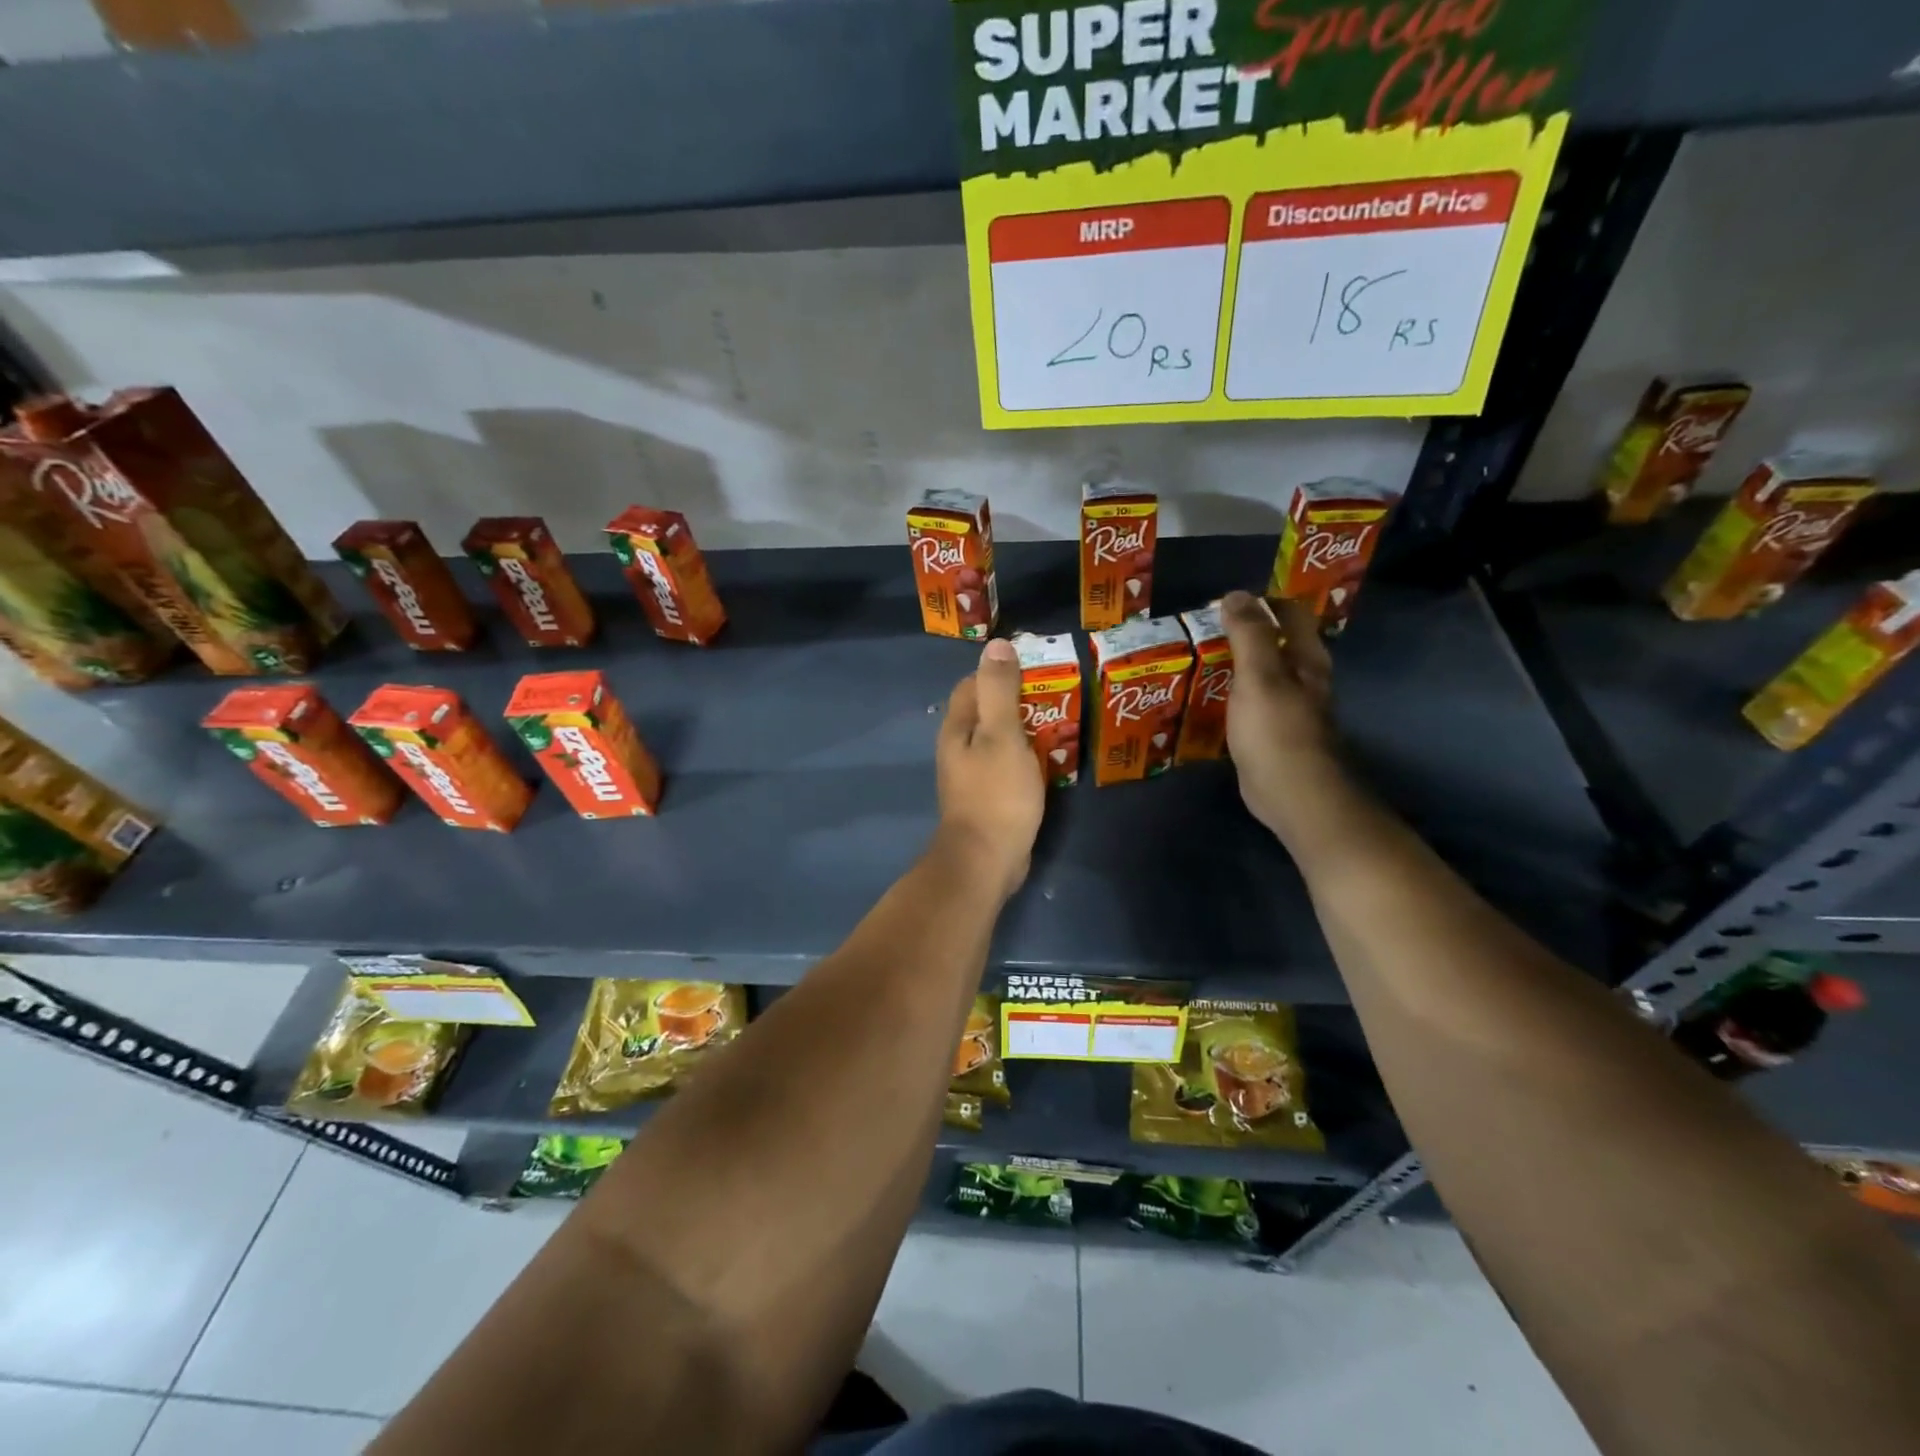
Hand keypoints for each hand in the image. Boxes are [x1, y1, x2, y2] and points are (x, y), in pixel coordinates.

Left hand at [935, 638, 1044, 896]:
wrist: (987, 860)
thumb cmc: (996, 794)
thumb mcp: (1001, 736)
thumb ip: (999, 691)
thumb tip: (997, 645)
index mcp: (957, 728)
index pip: (972, 685)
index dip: (1000, 672)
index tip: (1036, 668)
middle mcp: (960, 748)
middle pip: (987, 711)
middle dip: (1019, 700)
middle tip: (1059, 695)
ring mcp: (973, 775)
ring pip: (1000, 739)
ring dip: (1027, 729)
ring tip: (1063, 722)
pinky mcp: (990, 797)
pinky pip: (1009, 765)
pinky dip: (1028, 756)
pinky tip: (1052, 758)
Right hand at [1220, 591, 1336, 833]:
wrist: (1293, 794)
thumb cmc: (1277, 730)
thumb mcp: (1259, 675)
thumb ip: (1248, 634)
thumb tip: (1235, 594)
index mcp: (1306, 660)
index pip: (1291, 615)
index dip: (1263, 602)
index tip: (1227, 602)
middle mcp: (1303, 681)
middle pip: (1276, 646)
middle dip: (1244, 635)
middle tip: (1203, 631)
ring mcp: (1287, 711)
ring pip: (1260, 677)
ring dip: (1233, 668)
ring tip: (1195, 661)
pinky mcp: (1270, 737)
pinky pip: (1247, 707)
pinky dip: (1228, 698)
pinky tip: (1204, 701)